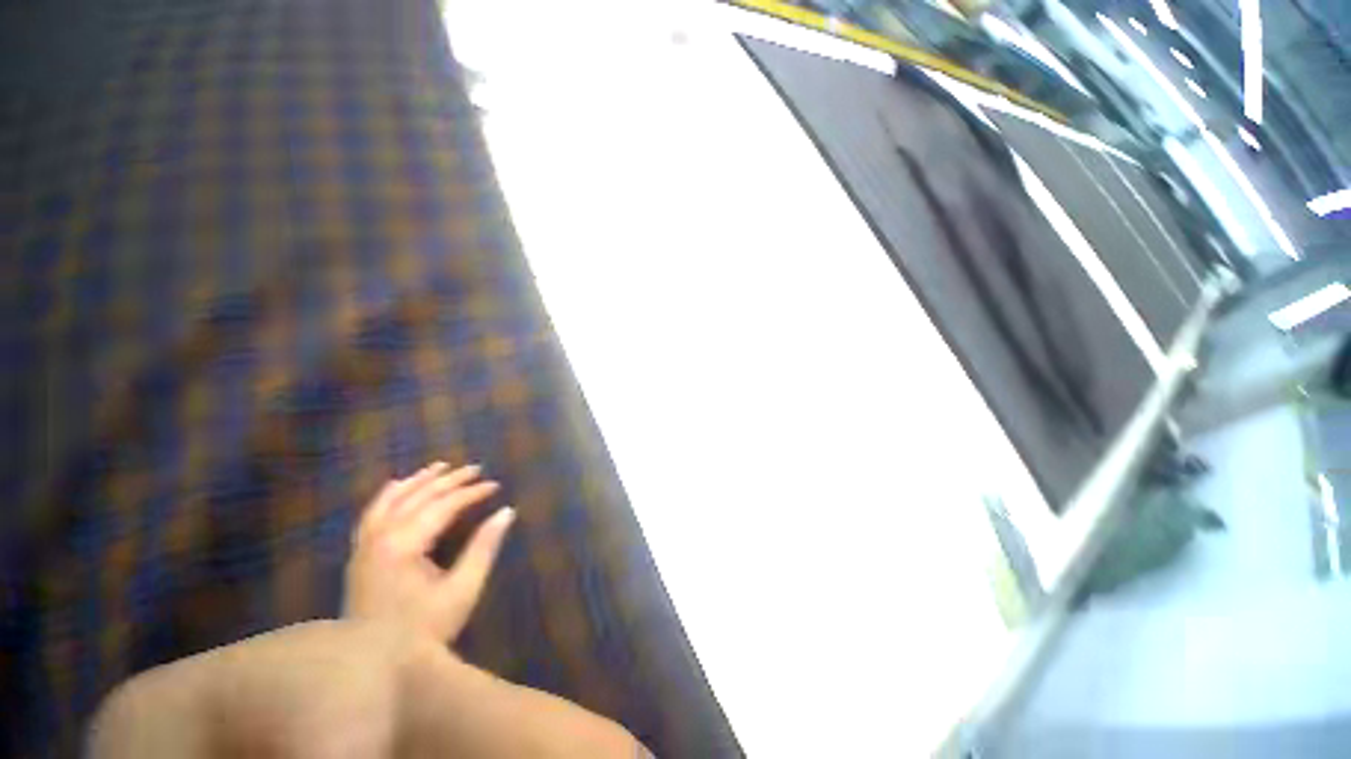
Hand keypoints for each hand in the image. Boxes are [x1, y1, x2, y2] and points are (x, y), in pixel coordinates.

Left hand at [344, 462, 515, 642]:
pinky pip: (371, 515)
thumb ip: (484, 547)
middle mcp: (380, 538)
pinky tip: (396, 486)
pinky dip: (387, 496)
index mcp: (403, 545)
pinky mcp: (359, 557)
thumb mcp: (463, 589)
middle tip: (477, 469)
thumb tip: (507, 512)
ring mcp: (364, 547)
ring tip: (440, 466)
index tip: (495, 485)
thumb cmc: (425, 630)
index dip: (471, 492)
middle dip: (450, 480)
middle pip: (418, 497)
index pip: (443, 506)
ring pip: (390, 501)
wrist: (375, 670)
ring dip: (417, 481)